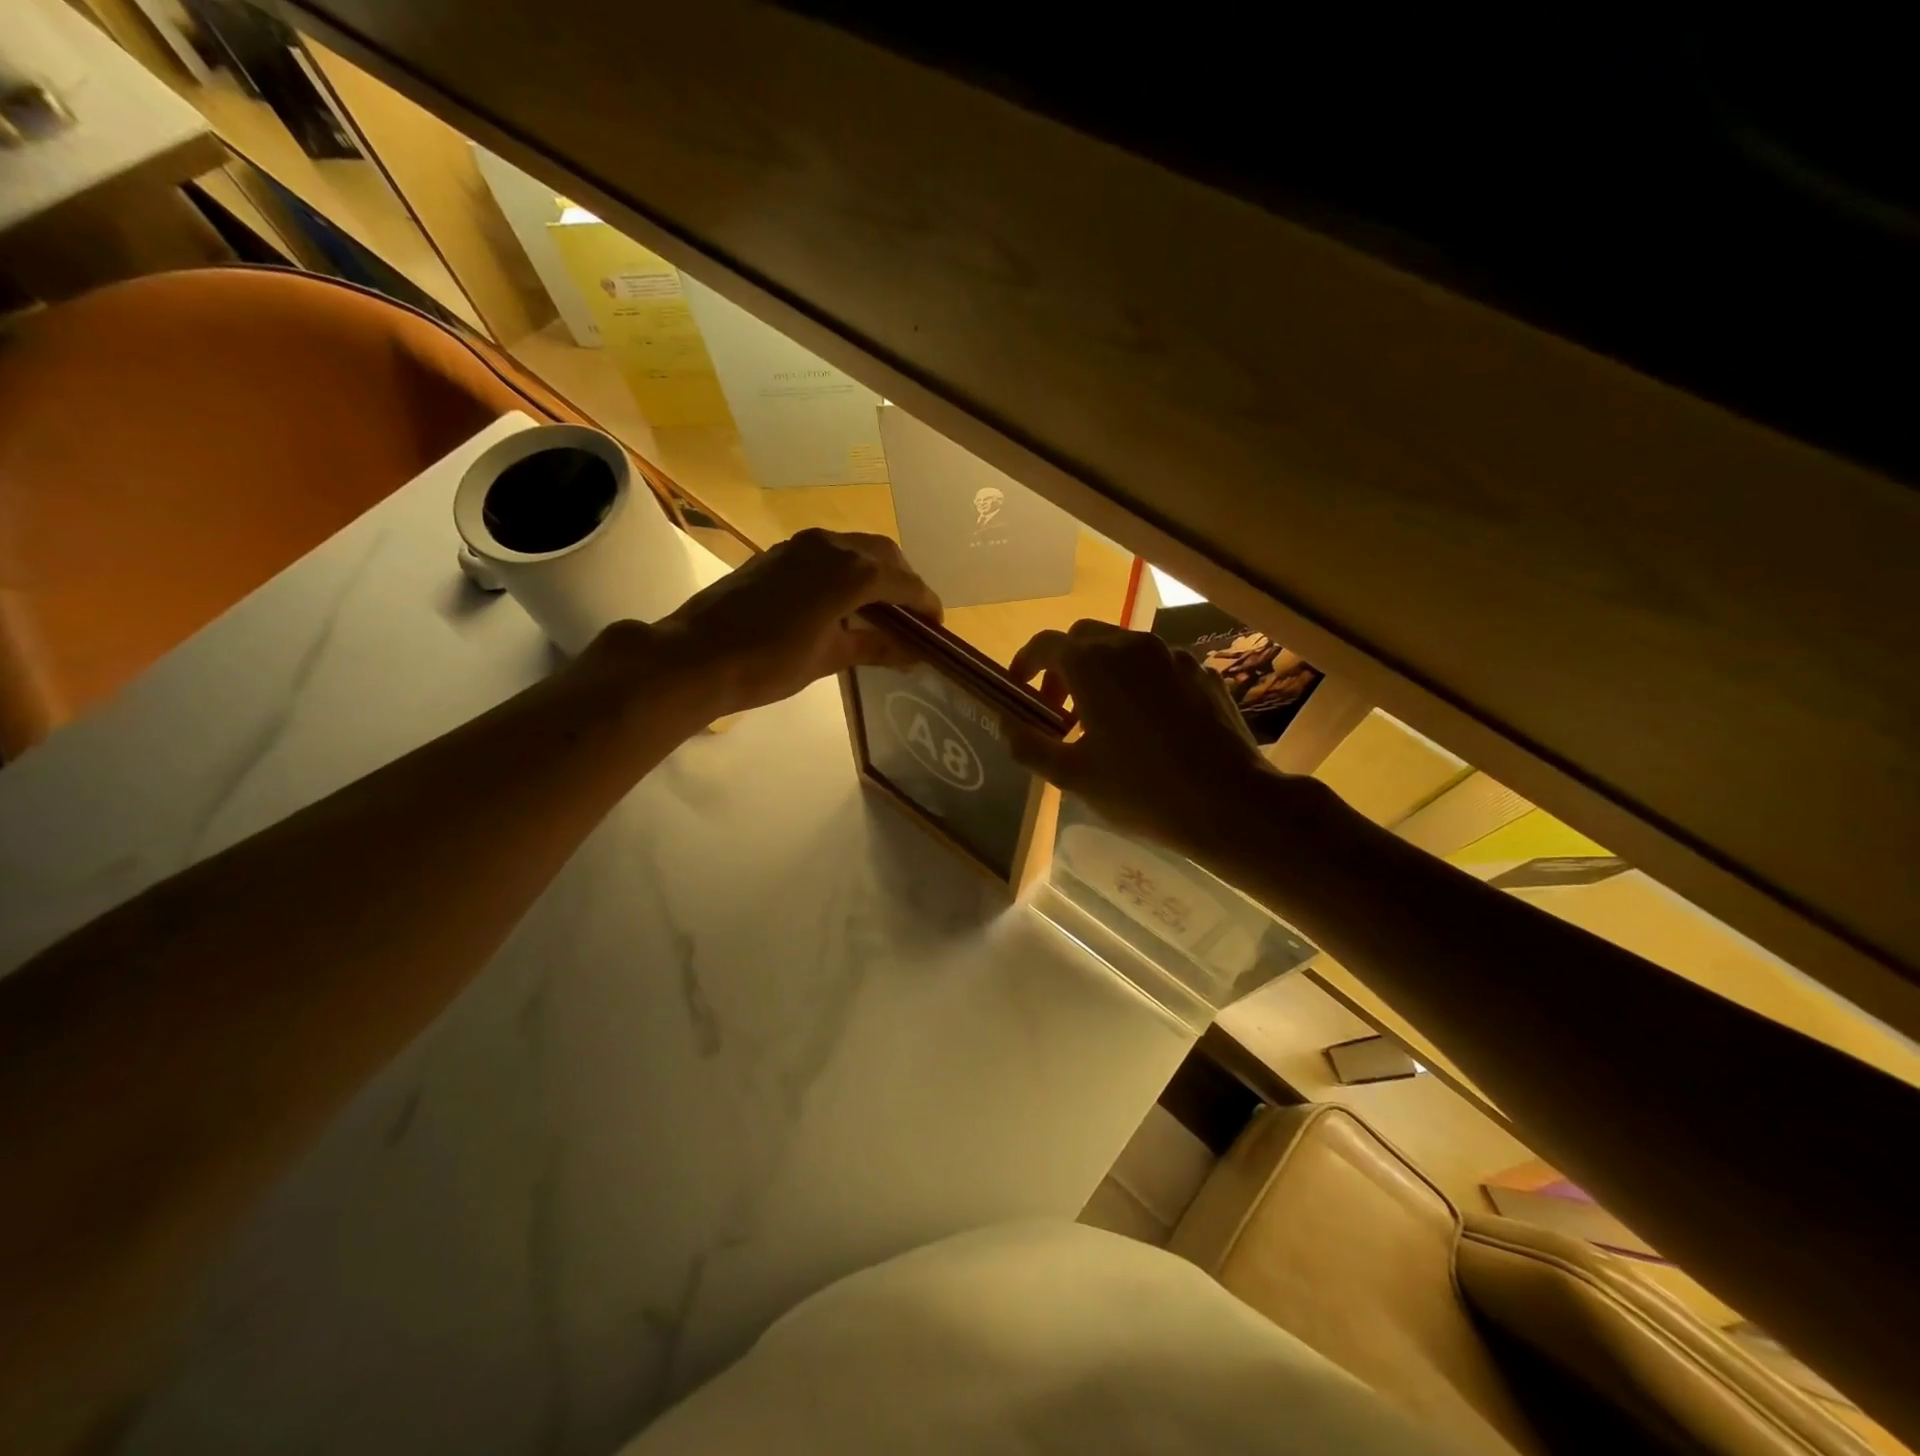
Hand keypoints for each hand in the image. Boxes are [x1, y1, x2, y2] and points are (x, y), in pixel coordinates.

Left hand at [646, 529, 940, 716]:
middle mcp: (830, 546)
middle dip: (905, 581)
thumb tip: (913, 652)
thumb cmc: (768, 664)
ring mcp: (801, 545)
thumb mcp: (829, 658)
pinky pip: (829, 552)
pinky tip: (844, 601)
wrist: (696, 656)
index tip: (937, 627)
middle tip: (913, 616)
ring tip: (882, 609)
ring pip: (855, 547)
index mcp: (850, 572)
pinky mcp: (779, 553)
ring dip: (876, 572)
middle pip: (884, 554)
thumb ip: (875, 646)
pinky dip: (848, 570)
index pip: (904, 581)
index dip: (926, 603)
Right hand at [1008, 621, 1288, 860]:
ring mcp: (1173, 657)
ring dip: (1101, 674)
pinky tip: (1146, 726)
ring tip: (1102, 721)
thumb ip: (1029, 744)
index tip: (1018, 690)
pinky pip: (1158, 667)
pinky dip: (1138, 684)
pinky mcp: (1203, 674)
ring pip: (1124, 649)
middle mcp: (1132, 646)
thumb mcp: (1072, 776)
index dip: (1024, 664)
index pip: (1045, 644)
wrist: (1232, 803)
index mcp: (1094, 665)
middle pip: (1084, 638)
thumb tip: (1005, 724)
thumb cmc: (1141, 790)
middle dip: (1063, 667)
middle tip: (1059, 710)